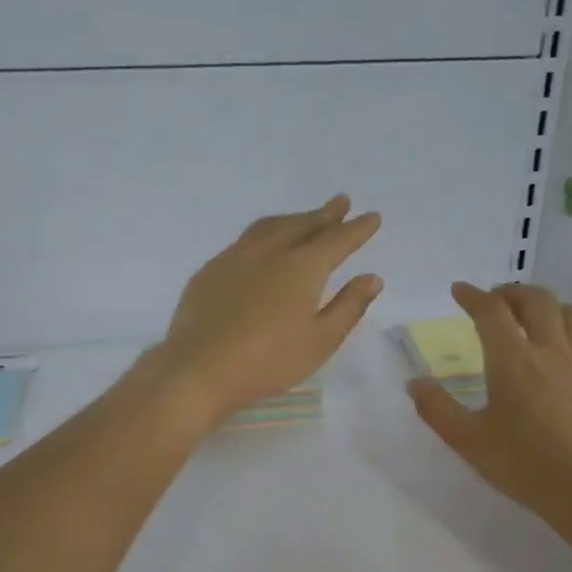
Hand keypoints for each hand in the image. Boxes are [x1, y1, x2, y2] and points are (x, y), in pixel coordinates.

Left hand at [150, 195, 383, 422]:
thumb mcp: (320, 341)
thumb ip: (348, 306)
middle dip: (325, 214)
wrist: (199, 368)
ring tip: (304, 218)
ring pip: (270, 227)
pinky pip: (244, 241)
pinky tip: (262, 246)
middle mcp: (269, 252)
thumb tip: (372, 278)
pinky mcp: (210, 270)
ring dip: (292, 219)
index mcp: (302, 267)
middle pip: (302, 225)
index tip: (372, 217)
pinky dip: (264, 234)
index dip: (356, 229)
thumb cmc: (268, 361)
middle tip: (340, 203)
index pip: (337, 240)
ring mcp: (235, 257)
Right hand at [408, 282, 571, 525]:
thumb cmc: (524, 465)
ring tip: (531, 317)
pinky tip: (562, 347)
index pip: (491, 312)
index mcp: (513, 360)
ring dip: (546, 305)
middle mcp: (550, 350)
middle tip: (494, 302)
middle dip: (511, 293)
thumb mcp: (468, 441)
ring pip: (569, 312)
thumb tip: (415, 384)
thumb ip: (436, 409)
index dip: (472, 296)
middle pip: (536, 300)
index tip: (458, 290)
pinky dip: (569, 328)